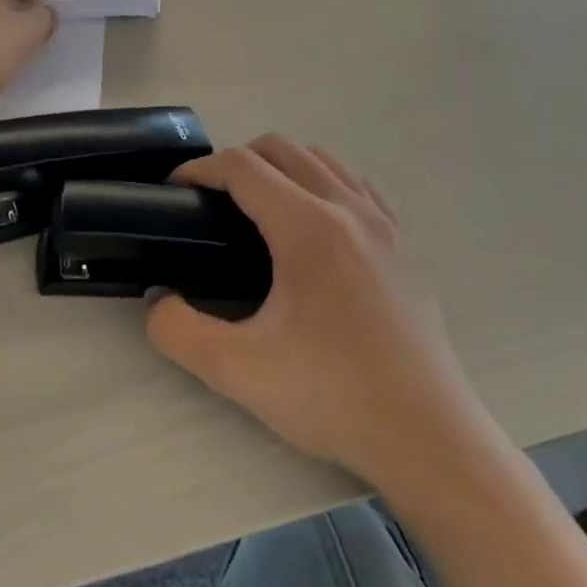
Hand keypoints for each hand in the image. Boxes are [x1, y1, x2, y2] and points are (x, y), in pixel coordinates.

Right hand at [146, 136, 492, 491]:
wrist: (427, 437)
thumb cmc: (332, 397)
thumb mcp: (236, 371)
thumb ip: (176, 330)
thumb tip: (158, 298)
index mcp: (308, 228)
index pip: (243, 167)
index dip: (200, 169)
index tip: (175, 191)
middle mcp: (350, 210)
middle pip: (284, 149)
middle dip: (237, 161)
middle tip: (210, 203)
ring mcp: (386, 225)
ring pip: (325, 161)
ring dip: (283, 167)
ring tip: (258, 210)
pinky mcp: (406, 247)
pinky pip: (359, 187)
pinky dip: (325, 184)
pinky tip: (316, 226)